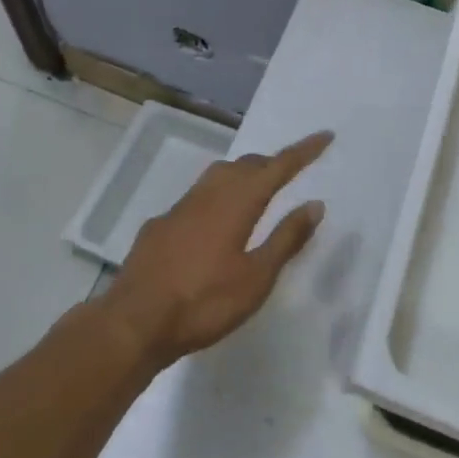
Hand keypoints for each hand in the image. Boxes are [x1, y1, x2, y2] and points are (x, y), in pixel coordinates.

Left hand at [102, 131, 332, 369]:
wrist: (134, 322)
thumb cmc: (204, 302)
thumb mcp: (256, 277)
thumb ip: (286, 238)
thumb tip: (314, 204)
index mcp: (238, 202)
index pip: (279, 167)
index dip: (303, 151)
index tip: (325, 136)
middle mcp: (209, 193)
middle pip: (247, 165)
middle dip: (272, 162)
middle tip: (292, 168)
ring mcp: (180, 206)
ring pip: (219, 176)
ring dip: (243, 174)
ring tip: (258, 188)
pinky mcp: (161, 224)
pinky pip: (197, 197)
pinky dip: (217, 196)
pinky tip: (214, 221)